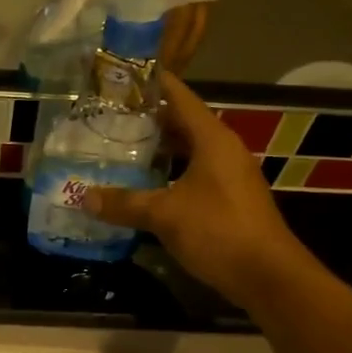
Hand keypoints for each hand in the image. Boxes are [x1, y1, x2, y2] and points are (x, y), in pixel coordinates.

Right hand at [84, 71, 307, 304]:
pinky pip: (193, 174)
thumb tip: (83, 197)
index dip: (151, 83)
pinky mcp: (228, 200)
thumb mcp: (165, 215)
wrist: (268, 276)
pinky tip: (143, 185)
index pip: (179, 96)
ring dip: (158, 149)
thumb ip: (124, 203)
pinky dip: (168, 173)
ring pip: (187, 151)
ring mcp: (229, 175)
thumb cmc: (218, 231)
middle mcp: (223, 150)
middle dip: (147, 119)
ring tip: (119, 147)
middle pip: (182, 123)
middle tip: (108, 116)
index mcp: (212, 138)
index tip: (121, 76)